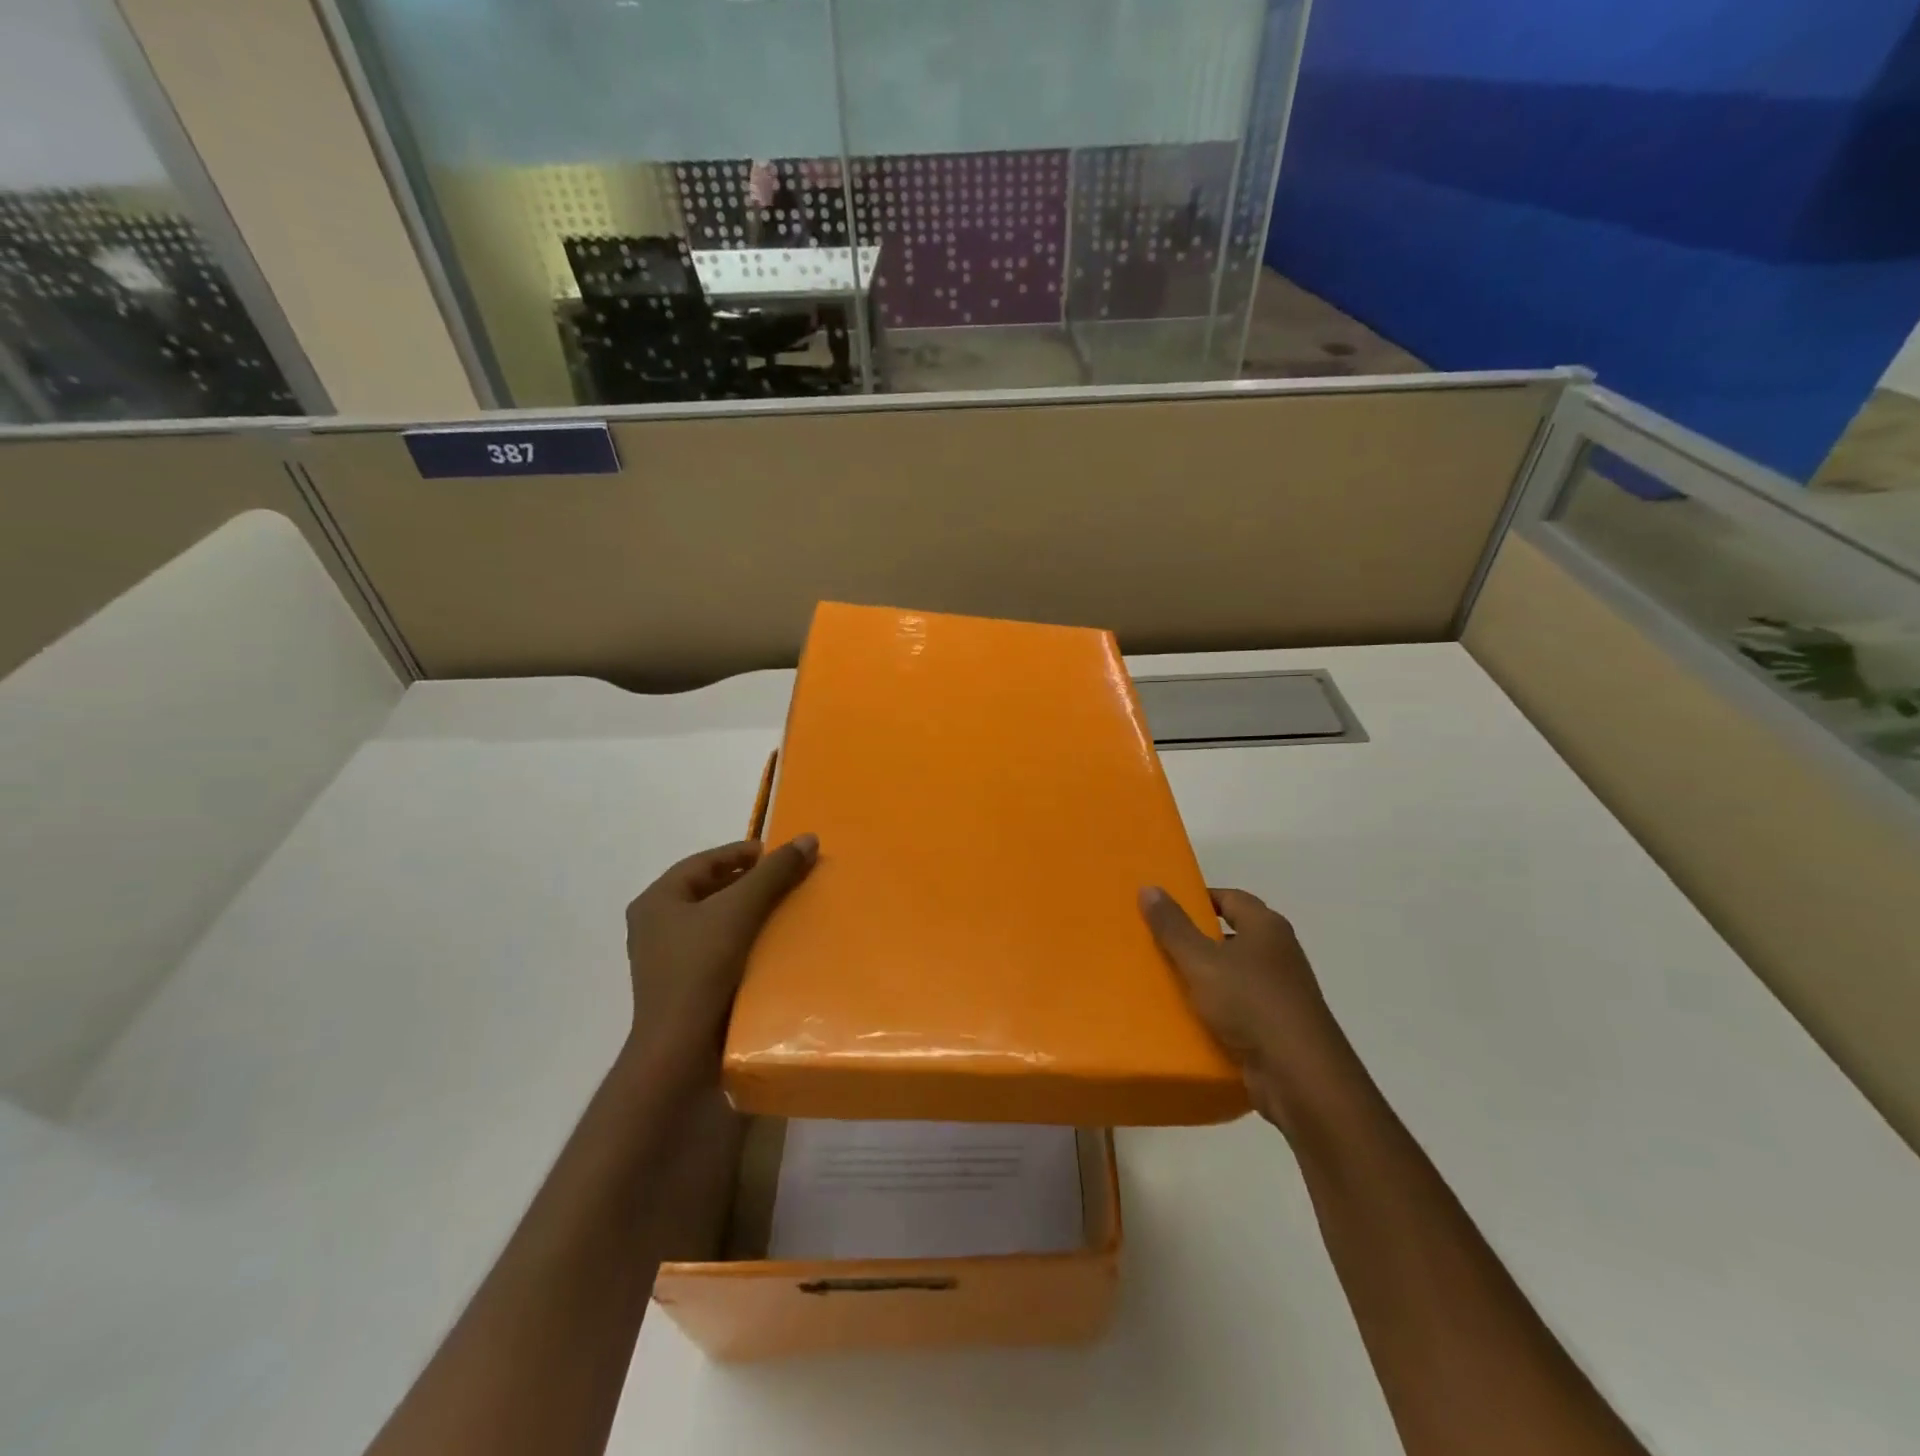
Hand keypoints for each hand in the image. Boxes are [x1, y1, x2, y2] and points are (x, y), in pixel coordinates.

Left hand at [624, 835, 817, 1084]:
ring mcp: (666, 958)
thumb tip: (808, 838)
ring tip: (785, 909)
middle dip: (750, 882)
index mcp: (657, 900)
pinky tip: (769, 944)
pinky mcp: (683, 985)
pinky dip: (743, 939)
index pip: (705, 862)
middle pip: (710, 889)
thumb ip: (774, 873)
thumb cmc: (702, 969)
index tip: (780, 855)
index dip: (744, 853)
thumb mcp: (740, 910)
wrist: (680, 1051)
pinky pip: (717, 948)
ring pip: (715, 920)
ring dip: (748, 912)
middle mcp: (655, 925)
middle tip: (788, 880)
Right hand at [1139, 886, 1361, 1134]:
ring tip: (1164, 980)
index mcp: (1266, 927)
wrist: (1299, 1076)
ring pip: (1234, 974)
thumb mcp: (1201, 961)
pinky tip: (1189, 1017)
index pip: (1230, 898)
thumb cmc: (1250, 1003)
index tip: (1165, 908)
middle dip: (1196, 939)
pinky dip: (1217, 1009)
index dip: (1199, 898)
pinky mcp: (1277, 1026)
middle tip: (1157, 943)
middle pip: (1232, 935)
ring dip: (1204, 977)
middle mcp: (1279, 953)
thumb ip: (1173, 926)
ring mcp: (1281, 991)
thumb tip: (1149, 887)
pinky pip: (1239, 1008)